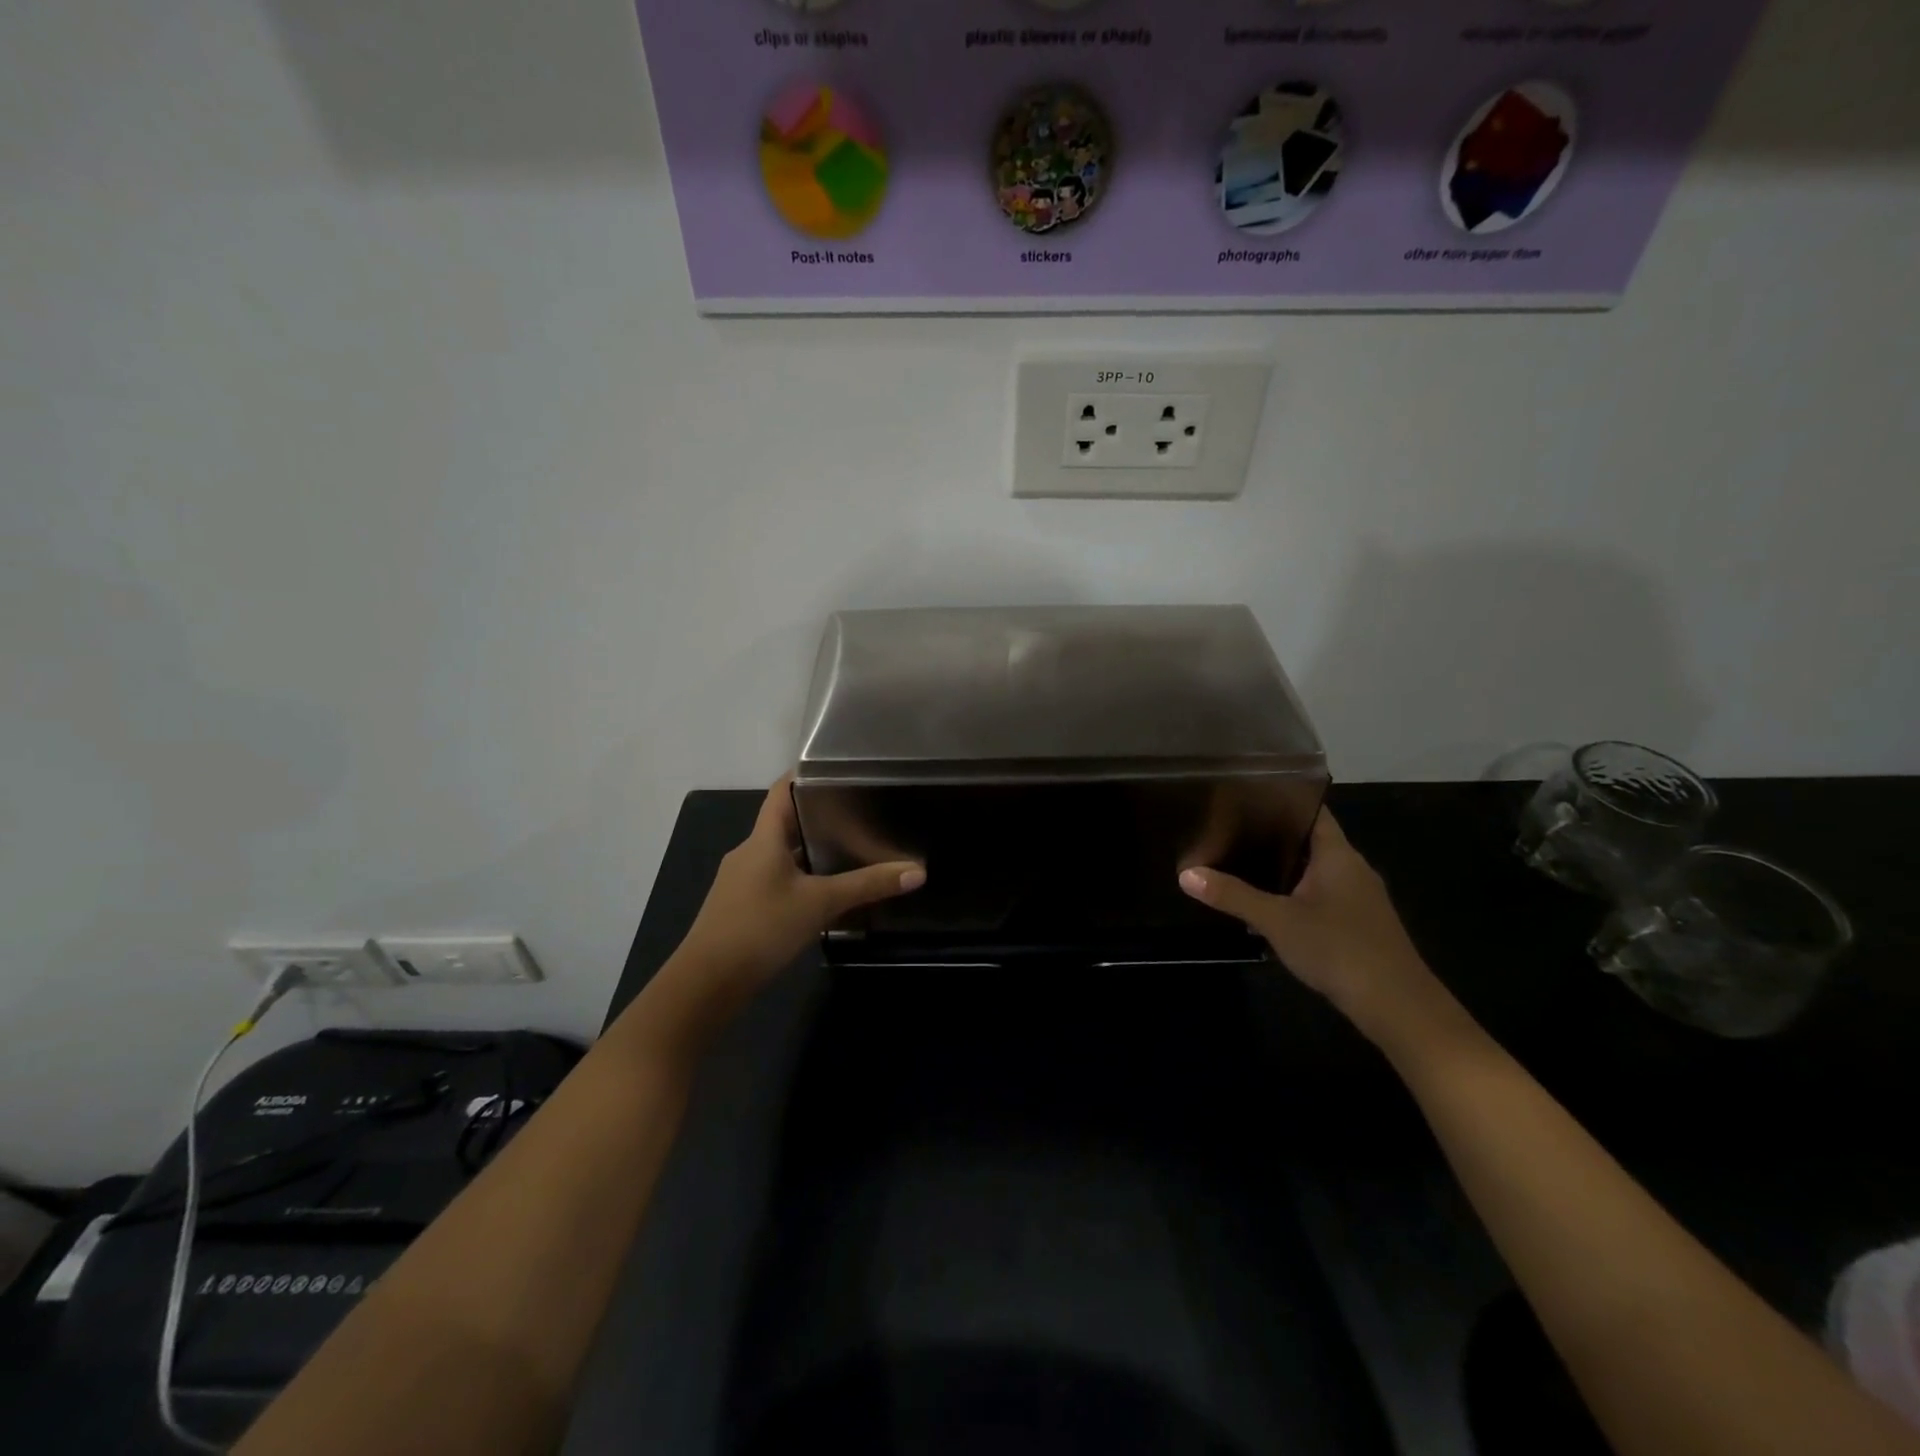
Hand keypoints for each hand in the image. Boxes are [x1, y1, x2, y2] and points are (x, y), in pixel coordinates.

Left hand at [643, 777, 924, 1045]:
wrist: (707, 983)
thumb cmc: (761, 927)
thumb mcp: (820, 903)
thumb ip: (867, 885)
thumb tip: (917, 871)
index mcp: (763, 838)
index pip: (782, 790)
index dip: (806, 775)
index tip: (839, 770)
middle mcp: (749, 852)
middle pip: (784, 822)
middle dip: (819, 817)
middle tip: (859, 812)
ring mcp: (741, 881)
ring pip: (781, 855)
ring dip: (810, 852)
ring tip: (850, 850)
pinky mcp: (740, 907)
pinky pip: (775, 880)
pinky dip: (799, 879)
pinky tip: (823, 893)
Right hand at [1178, 809, 1453, 1046]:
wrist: (1398, 1007)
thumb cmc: (1339, 949)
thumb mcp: (1277, 921)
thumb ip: (1232, 896)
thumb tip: (1185, 874)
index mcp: (1338, 854)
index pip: (1311, 810)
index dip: (1281, 798)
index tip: (1243, 794)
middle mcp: (1352, 868)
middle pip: (1310, 839)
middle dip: (1272, 835)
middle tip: (1228, 828)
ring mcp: (1359, 898)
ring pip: (1315, 870)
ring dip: (1283, 868)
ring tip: (1238, 862)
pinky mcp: (1359, 924)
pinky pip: (1322, 895)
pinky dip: (1295, 894)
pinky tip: (1269, 906)